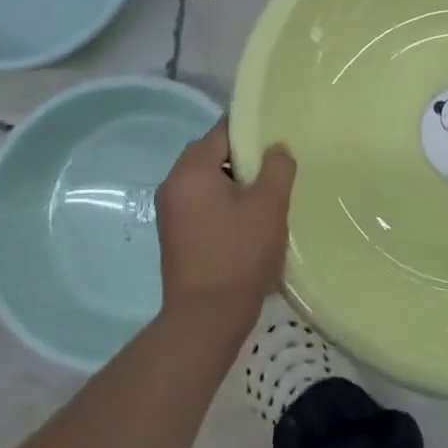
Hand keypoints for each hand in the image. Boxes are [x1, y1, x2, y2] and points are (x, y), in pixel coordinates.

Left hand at [156, 119, 295, 317]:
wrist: (207, 317)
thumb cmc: (239, 253)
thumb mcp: (269, 205)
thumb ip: (277, 168)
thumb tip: (276, 148)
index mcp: (191, 171)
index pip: (221, 132)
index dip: (250, 131)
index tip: (276, 136)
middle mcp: (173, 186)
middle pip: (211, 155)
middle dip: (242, 159)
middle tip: (274, 168)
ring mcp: (170, 213)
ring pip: (207, 182)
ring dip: (234, 184)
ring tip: (266, 196)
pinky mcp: (175, 236)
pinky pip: (201, 204)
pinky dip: (223, 204)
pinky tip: (249, 221)